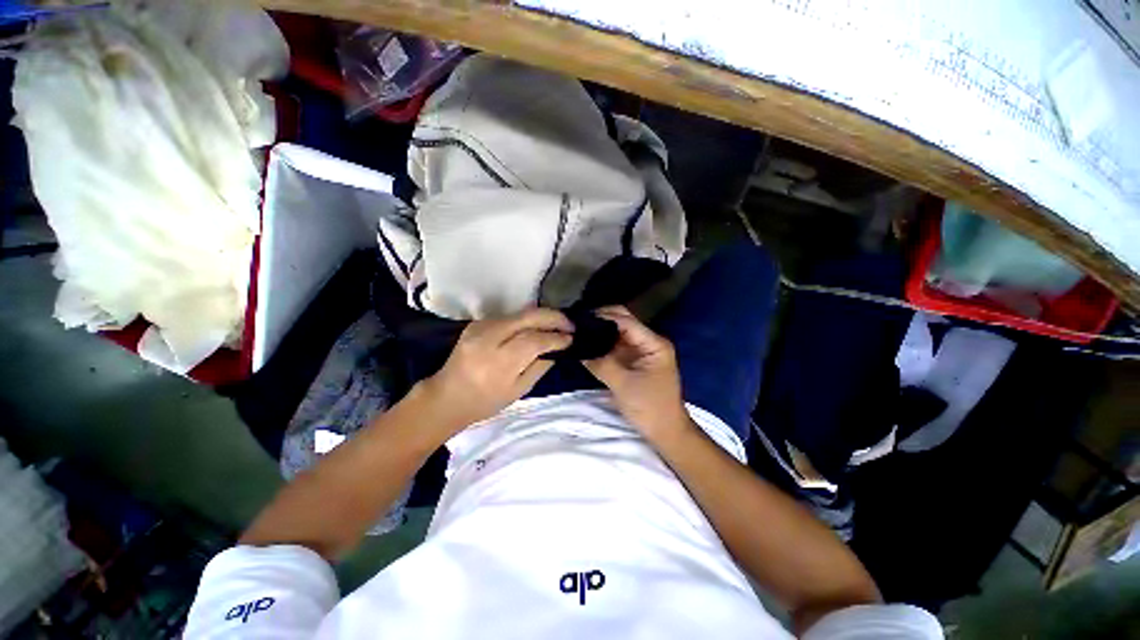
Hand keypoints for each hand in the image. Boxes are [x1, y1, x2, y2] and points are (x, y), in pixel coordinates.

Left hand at [420, 308, 572, 429]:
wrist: (446, 396)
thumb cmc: (484, 402)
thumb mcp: (518, 390)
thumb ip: (540, 366)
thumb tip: (559, 347)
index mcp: (497, 363)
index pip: (534, 341)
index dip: (555, 337)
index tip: (571, 338)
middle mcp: (488, 339)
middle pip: (527, 317)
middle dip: (553, 317)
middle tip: (570, 324)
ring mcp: (480, 327)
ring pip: (520, 313)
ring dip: (542, 316)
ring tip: (558, 324)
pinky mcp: (478, 322)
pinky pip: (510, 316)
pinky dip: (528, 319)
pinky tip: (538, 326)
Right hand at [583, 306, 690, 440]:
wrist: (665, 431)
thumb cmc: (649, 407)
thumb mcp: (622, 384)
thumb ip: (601, 363)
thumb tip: (577, 346)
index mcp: (653, 343)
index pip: (625, 321)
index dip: (603, 317)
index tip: (579, 319)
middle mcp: (648, 341)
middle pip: (622, 322)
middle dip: (600, 320)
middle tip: (576, 324)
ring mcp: (641, 350)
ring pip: (617, 333)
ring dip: (600, 332)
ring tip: (578, 332)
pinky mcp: (634, 360)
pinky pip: (616, 346)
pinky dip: (602, 344)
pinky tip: (587, 344)